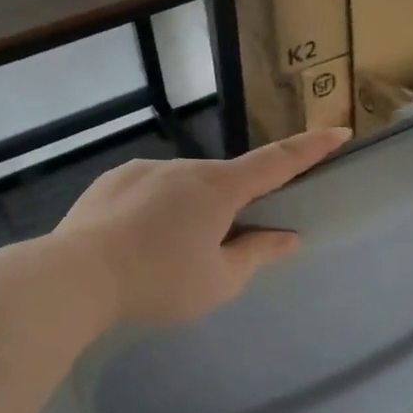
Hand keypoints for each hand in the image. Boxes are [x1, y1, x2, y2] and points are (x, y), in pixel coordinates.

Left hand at [56, 129, 349, 326]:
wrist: (74, 276)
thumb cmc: (158, 280)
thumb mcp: (219, 281)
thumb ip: (257, 254)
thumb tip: (286, 237)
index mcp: (219, 188)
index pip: (278, 162)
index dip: (311, 148)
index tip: (339, 131)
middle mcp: (185, 168)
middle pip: (225, 183)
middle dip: (231, 209)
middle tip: (212, 252)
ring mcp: (145, 169)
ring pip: (184, 189)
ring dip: (188, 214)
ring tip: (163, 257)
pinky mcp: (113, 180)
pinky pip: (150, 191)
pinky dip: (155, 212)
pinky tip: (135, 243)